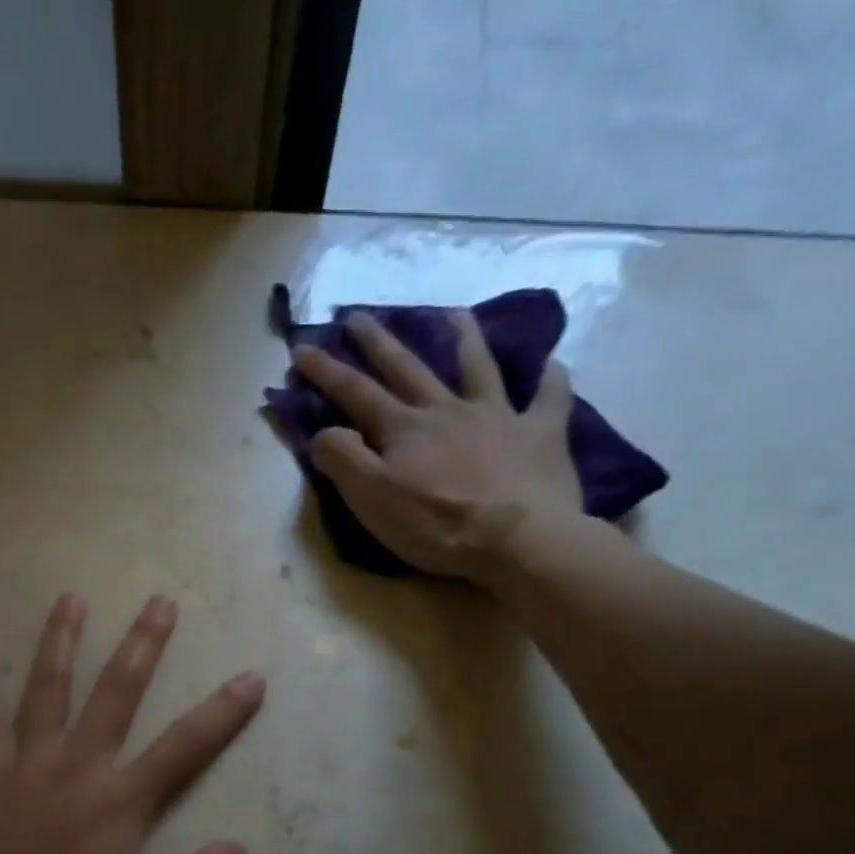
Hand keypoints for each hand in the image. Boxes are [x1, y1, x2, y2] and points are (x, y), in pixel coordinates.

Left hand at [0, 593, 263, 853]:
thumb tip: (238, 851)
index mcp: (119, 800)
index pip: (184, 748)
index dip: (222, 713)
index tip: (251, 677)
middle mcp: (77, 764)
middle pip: (116, 694)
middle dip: (143, 647)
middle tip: (160, 602)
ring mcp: (24, 759)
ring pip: (47, 688)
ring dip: (61, 641)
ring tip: (72, 599)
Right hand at [292, 309, 581, 583]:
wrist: (518, 539)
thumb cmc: (436, 525)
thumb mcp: (371, 499)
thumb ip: (342, 459)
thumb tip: (324, 430)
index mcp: (403, 429)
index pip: (355, 393)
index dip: (326, 370)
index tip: (302, 348)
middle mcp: (446, 411)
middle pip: (407, 368)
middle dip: (378, 342)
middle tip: (359, 316)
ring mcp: (497, 417)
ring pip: (478, 367)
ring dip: (464, 339)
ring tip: (455, 314)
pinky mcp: (539, 434)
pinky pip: (548, 397)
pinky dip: (550, 377)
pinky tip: (552, 362)